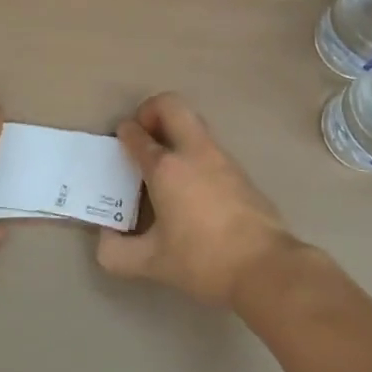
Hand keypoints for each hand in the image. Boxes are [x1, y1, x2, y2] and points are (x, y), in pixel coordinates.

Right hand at [96, 93, 298, 306]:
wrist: (266, 267)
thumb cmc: (203, 260)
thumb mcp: (152, 263)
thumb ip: (117, 252)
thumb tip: (106, 239)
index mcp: (166, 168)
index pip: (137, 134)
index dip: (124, 133)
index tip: (120, 141)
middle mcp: (193, 152)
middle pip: (171, 104)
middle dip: (151, 111)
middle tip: (143, 137)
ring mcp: (221, 158)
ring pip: (193, 123)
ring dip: (175, 131)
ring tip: (164, 165)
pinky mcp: (240, 171)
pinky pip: (209, 146)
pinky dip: (193, 152)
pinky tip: (191, 187)